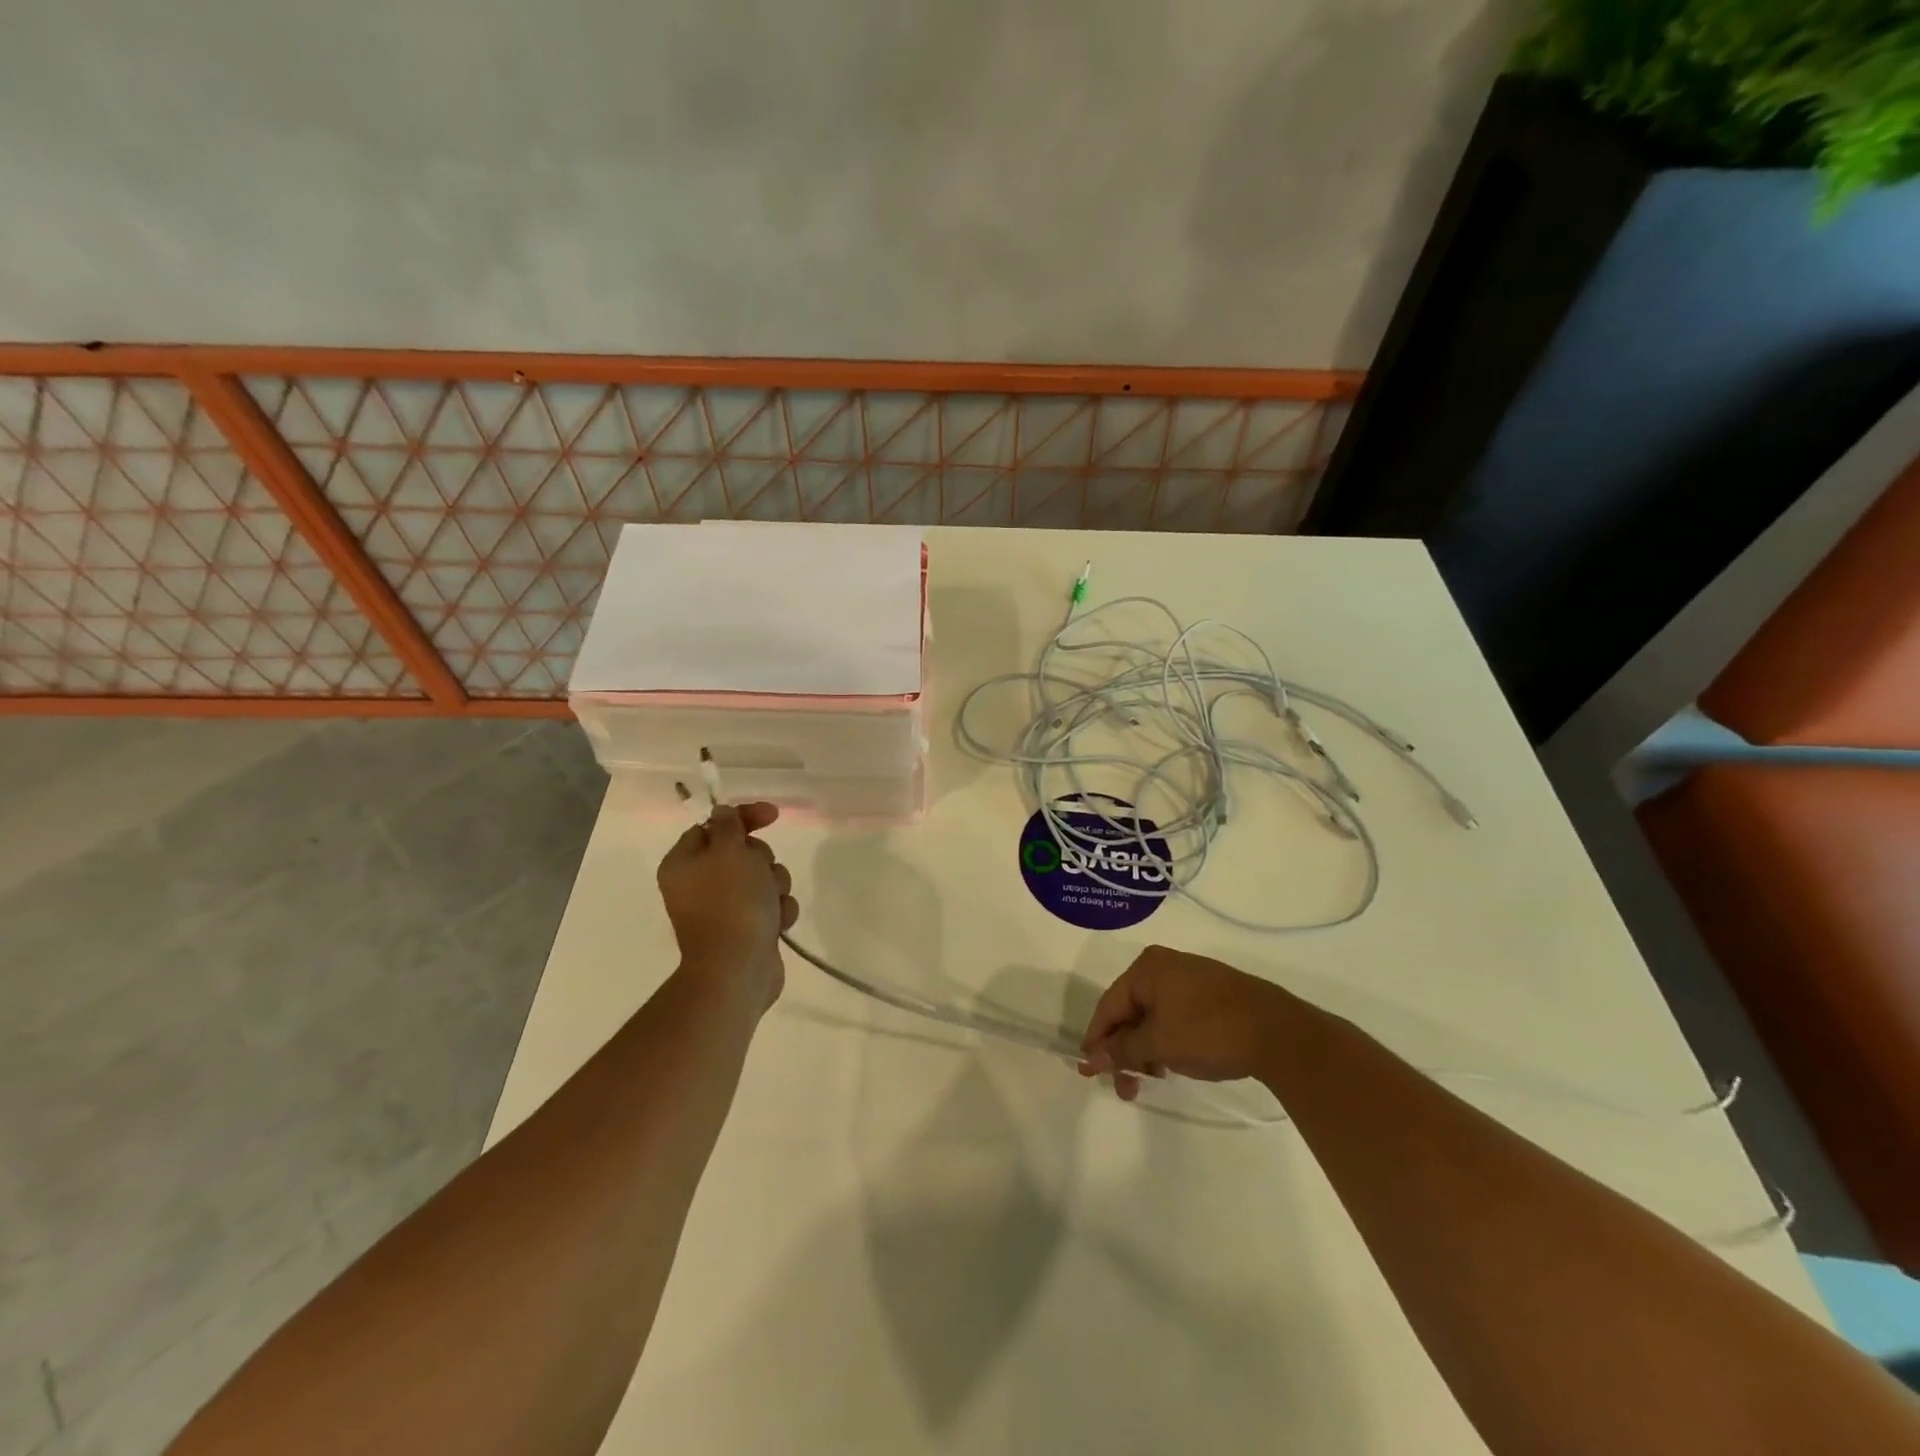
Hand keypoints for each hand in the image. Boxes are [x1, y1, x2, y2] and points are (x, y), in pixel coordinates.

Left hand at [656, 802, 798, 1007]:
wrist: (738, 968)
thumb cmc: (731, 902)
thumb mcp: (730, 851)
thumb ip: (729, 825)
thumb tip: (722, 813)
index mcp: (684, 863)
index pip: (712, 825)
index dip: (743, 817)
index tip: (772, 815)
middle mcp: (699, 884)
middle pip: (742, 851)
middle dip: (762, 859)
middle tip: (761, 873)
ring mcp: (724, 908)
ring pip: (762, 877)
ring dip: (774, 886)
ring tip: (771, 904)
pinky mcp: (747, 928)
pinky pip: (770, 905)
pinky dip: (777, 911)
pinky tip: (776, 923)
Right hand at [1078, 945, 1294, 1098]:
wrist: (1279, 1033)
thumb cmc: (1209, 1032)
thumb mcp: (1159, 1044)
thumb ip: (1122, 1050)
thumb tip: (1093, 1057)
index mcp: (1147, 968)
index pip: (1109, 1006)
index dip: (1097, 1040)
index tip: (1088, 1071)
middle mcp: (1165, 966)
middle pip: (1130, 1011)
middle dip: (1124, 1050)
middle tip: (1124, 1087)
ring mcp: (1191, 978)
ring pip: (1154, 1017)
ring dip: (1145, 1050)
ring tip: (1150, 1081)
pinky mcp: (1212, 994)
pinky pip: (1175, 1016)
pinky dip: (1167, 1041)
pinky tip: (1171, 1064)